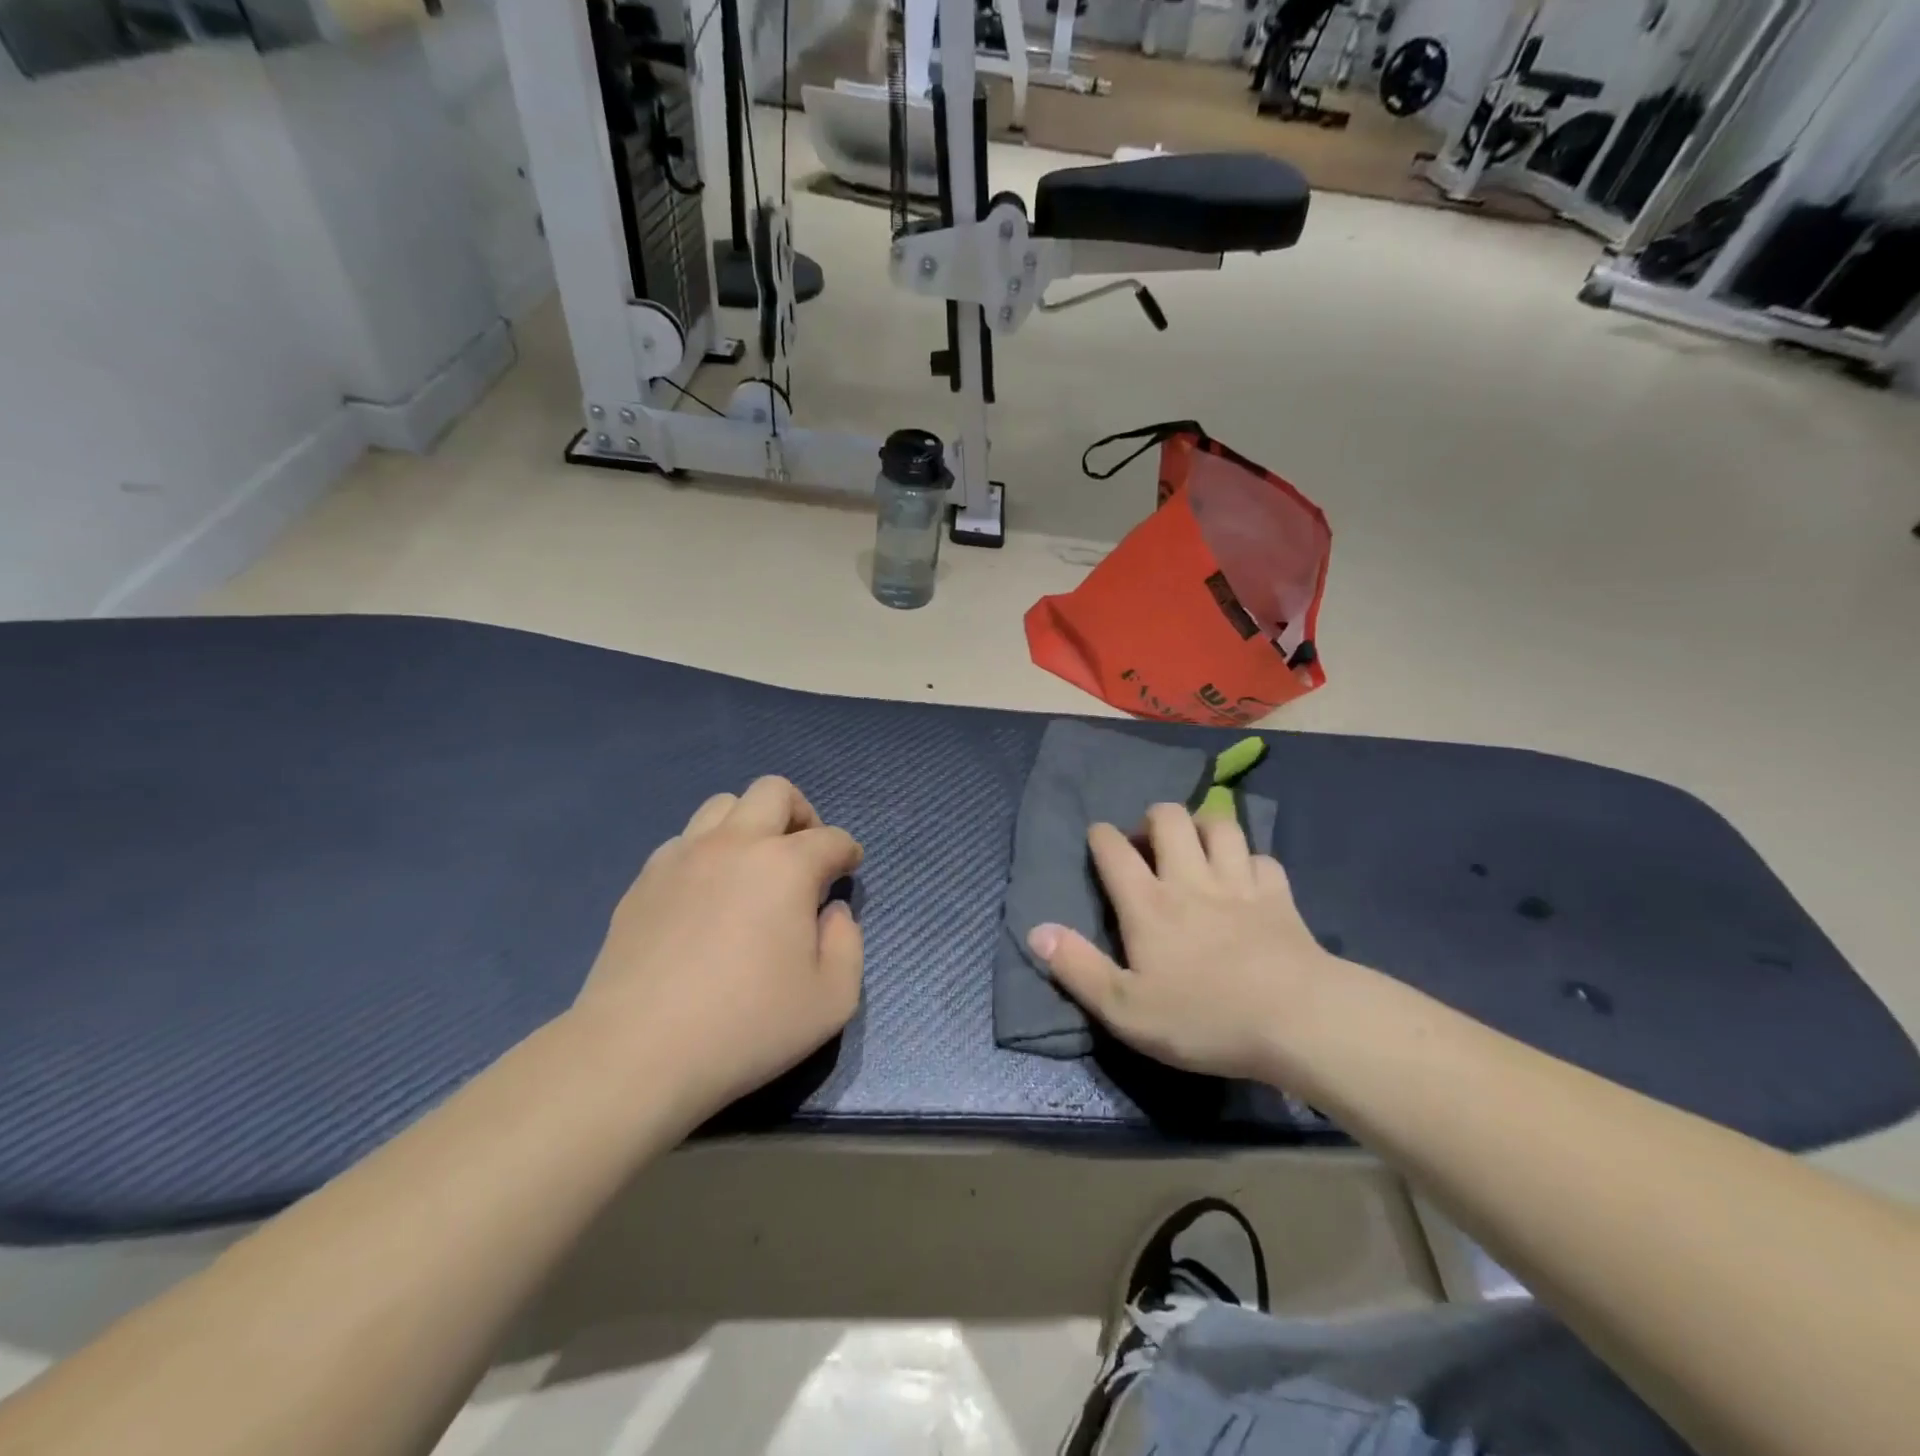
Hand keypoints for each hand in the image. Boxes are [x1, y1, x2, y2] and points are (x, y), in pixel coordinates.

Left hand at [573, 777, 863, 1119]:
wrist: (637, 1053)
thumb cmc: (746, 1027)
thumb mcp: (832, 999)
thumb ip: (848, 943)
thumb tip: (832, 912)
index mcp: (785, 866)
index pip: (831, 838)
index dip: (848, 851)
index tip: (849, 869)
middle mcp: (735, 844)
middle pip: (774, 791)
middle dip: (801, 813)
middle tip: (804, 854)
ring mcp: (682, 857)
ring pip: (722, 805)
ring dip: (750, 825)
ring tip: (754, 868)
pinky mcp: (643, 880)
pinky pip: (684, 841)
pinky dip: (707, 852)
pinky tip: (707, 895)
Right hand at [1026, 805, 1340, 1084]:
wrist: (1297, 1020)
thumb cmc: (1204, 1017)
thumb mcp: (1125, 1008)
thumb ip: (1077, 968)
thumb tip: (1036, 931)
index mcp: (1148, 904)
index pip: (1115, 851)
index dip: (1102, 836)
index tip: (1099, 836)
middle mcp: (1190, 880)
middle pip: (1169, 819)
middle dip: (1153, 817)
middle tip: (1149, 840)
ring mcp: (1238, 883)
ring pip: (1219, 826)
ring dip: (1203, 826)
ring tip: (1196, 844)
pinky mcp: (1279, 896)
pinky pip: (1262, 858)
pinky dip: (1250, 860)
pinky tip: (1246, 876)